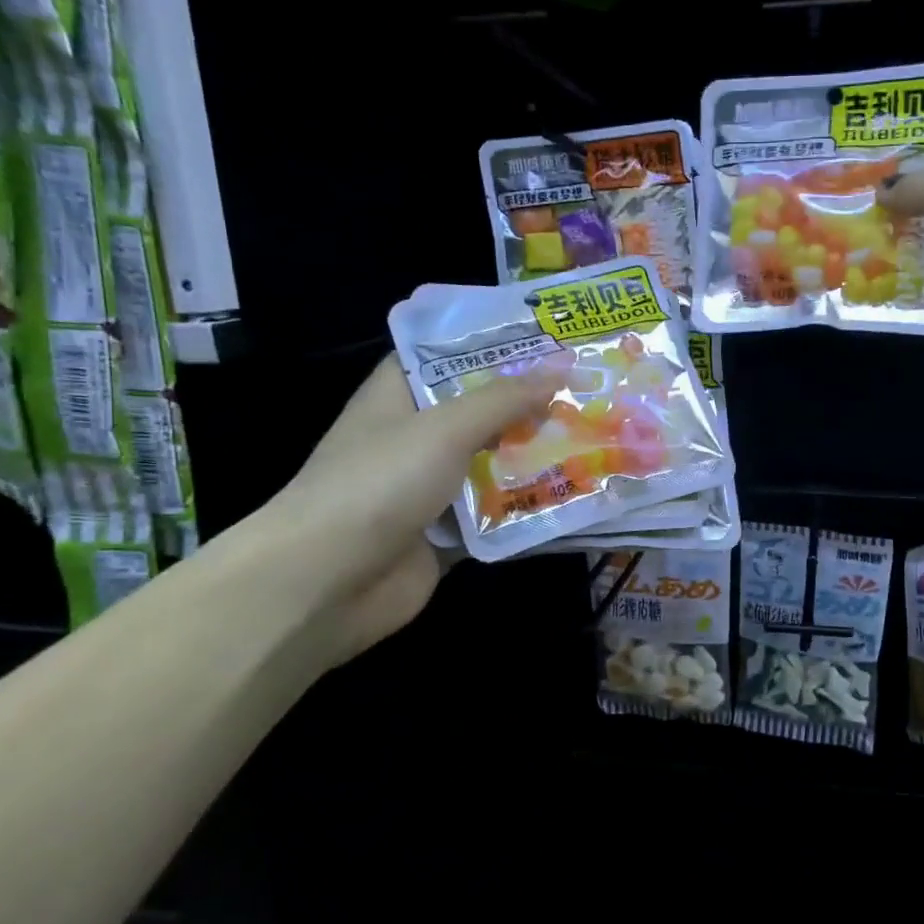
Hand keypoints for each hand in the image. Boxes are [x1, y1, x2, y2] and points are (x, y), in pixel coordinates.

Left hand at [233, 355, 565, 670]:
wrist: (327, 582)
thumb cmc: (378, 483)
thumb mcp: (444, 428)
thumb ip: (503, 400)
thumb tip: (559, 371)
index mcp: (399, 397)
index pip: (448, 357)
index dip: (494, 347)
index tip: (549, 341)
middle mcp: (415, 439)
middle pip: (480, 414)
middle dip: (530, 406)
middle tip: (590, 392)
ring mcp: (429, 490)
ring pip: (493, 466)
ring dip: (536, 459)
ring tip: (596, 440)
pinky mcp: (445, 535)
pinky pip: (495, 515)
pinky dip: (528, 509)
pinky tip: (576, 498)